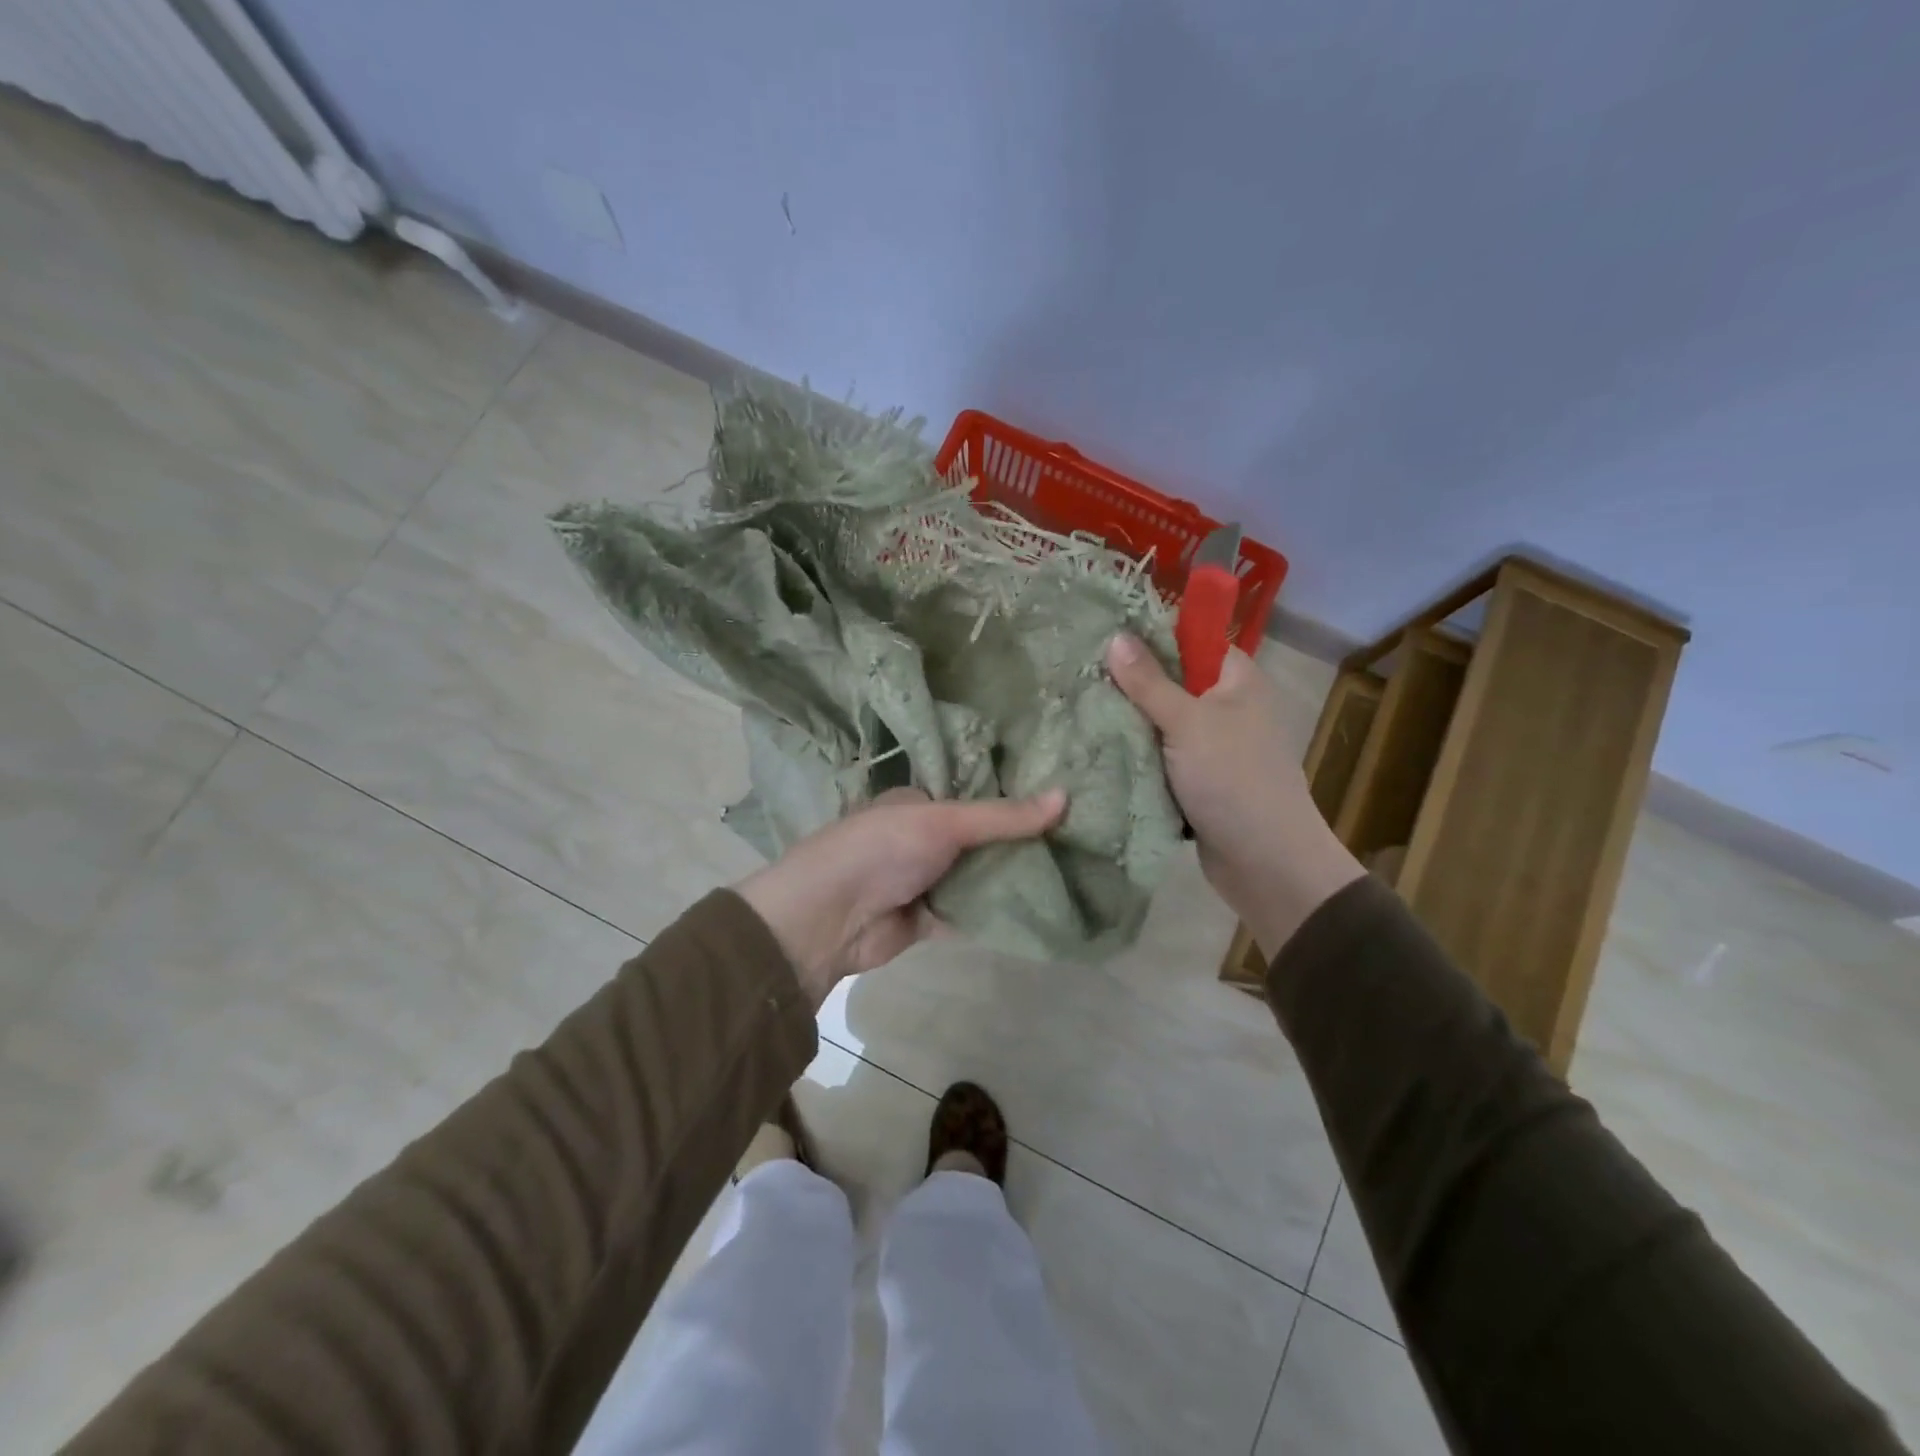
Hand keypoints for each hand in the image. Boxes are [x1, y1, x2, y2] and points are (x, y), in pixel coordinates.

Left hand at [736, 786, 1066, 1004]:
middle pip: (981, 838)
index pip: (975, 794)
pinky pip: (971, 911)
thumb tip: (1066, 796)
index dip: (1015, 797)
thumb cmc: (881, 850)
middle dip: (1020, 841)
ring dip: (1013, 877)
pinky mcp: (928, 919)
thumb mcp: (943, 823)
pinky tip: (1042, 908)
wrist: (828, 919)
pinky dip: (998, 911)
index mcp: (919, 803)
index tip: (1063, 799)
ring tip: (1073, 870)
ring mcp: (925, 880)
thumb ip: (1002, 817)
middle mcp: (923, 838)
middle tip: (1079, 839)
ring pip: (979, 875)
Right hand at [1105, 635, 1362, 954]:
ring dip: (1127, 722)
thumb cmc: (1232, 779)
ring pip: (1159, 722)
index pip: (1188, 640)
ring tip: (1076, 708)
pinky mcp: (1195, 778)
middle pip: (1169, 681)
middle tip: (1076, 677)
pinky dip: (1134, 754)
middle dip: (1128, 683)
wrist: (1264, 861)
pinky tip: (1095, 746)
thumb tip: (1115, 636)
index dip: (1148, 636)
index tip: (1099, 636)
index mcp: (1235, 679)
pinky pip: (1158, 755)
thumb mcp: (1187, 723)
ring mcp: (1210, 744)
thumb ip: (1149, 681)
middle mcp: (1225, 706)